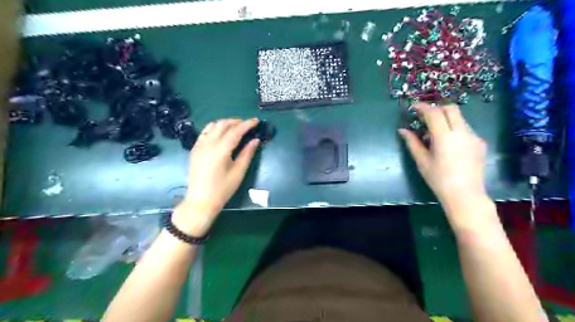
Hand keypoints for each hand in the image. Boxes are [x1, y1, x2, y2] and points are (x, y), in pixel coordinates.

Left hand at [171, 118, 258, 236]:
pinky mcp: (195, 149)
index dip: (247, 124)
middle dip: (236, 121)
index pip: (235, 131)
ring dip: (225, 123)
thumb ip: (247, 154)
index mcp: (221, 150)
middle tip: (247, 124)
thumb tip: (255, 140)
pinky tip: (220, 133)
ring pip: (212, 125)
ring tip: (235, 127)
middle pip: (223, 125)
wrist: (201, 200)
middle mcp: (208, 143)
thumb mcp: (239, 172)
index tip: (256, 120)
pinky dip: (214, 128)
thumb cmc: (223, 189)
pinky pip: (205, 132)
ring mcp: (199, 145)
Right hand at [401, 105, 488, 215]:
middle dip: (436, 108)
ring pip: (459, 118)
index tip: (413, 108)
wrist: (465, 194)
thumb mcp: (422, 161)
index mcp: (445, 136)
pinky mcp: (480, 143)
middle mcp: (462, 132)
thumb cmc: (439, 179)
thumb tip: (402, 130)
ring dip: (445, 119)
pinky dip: (454, 129)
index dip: (422, 107)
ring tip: (434, 135)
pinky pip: (465, 129)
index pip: (434, 113)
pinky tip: (448, 144)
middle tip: (424, 117)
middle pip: (451, 108)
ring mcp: (473, 136)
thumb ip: (412, 142)